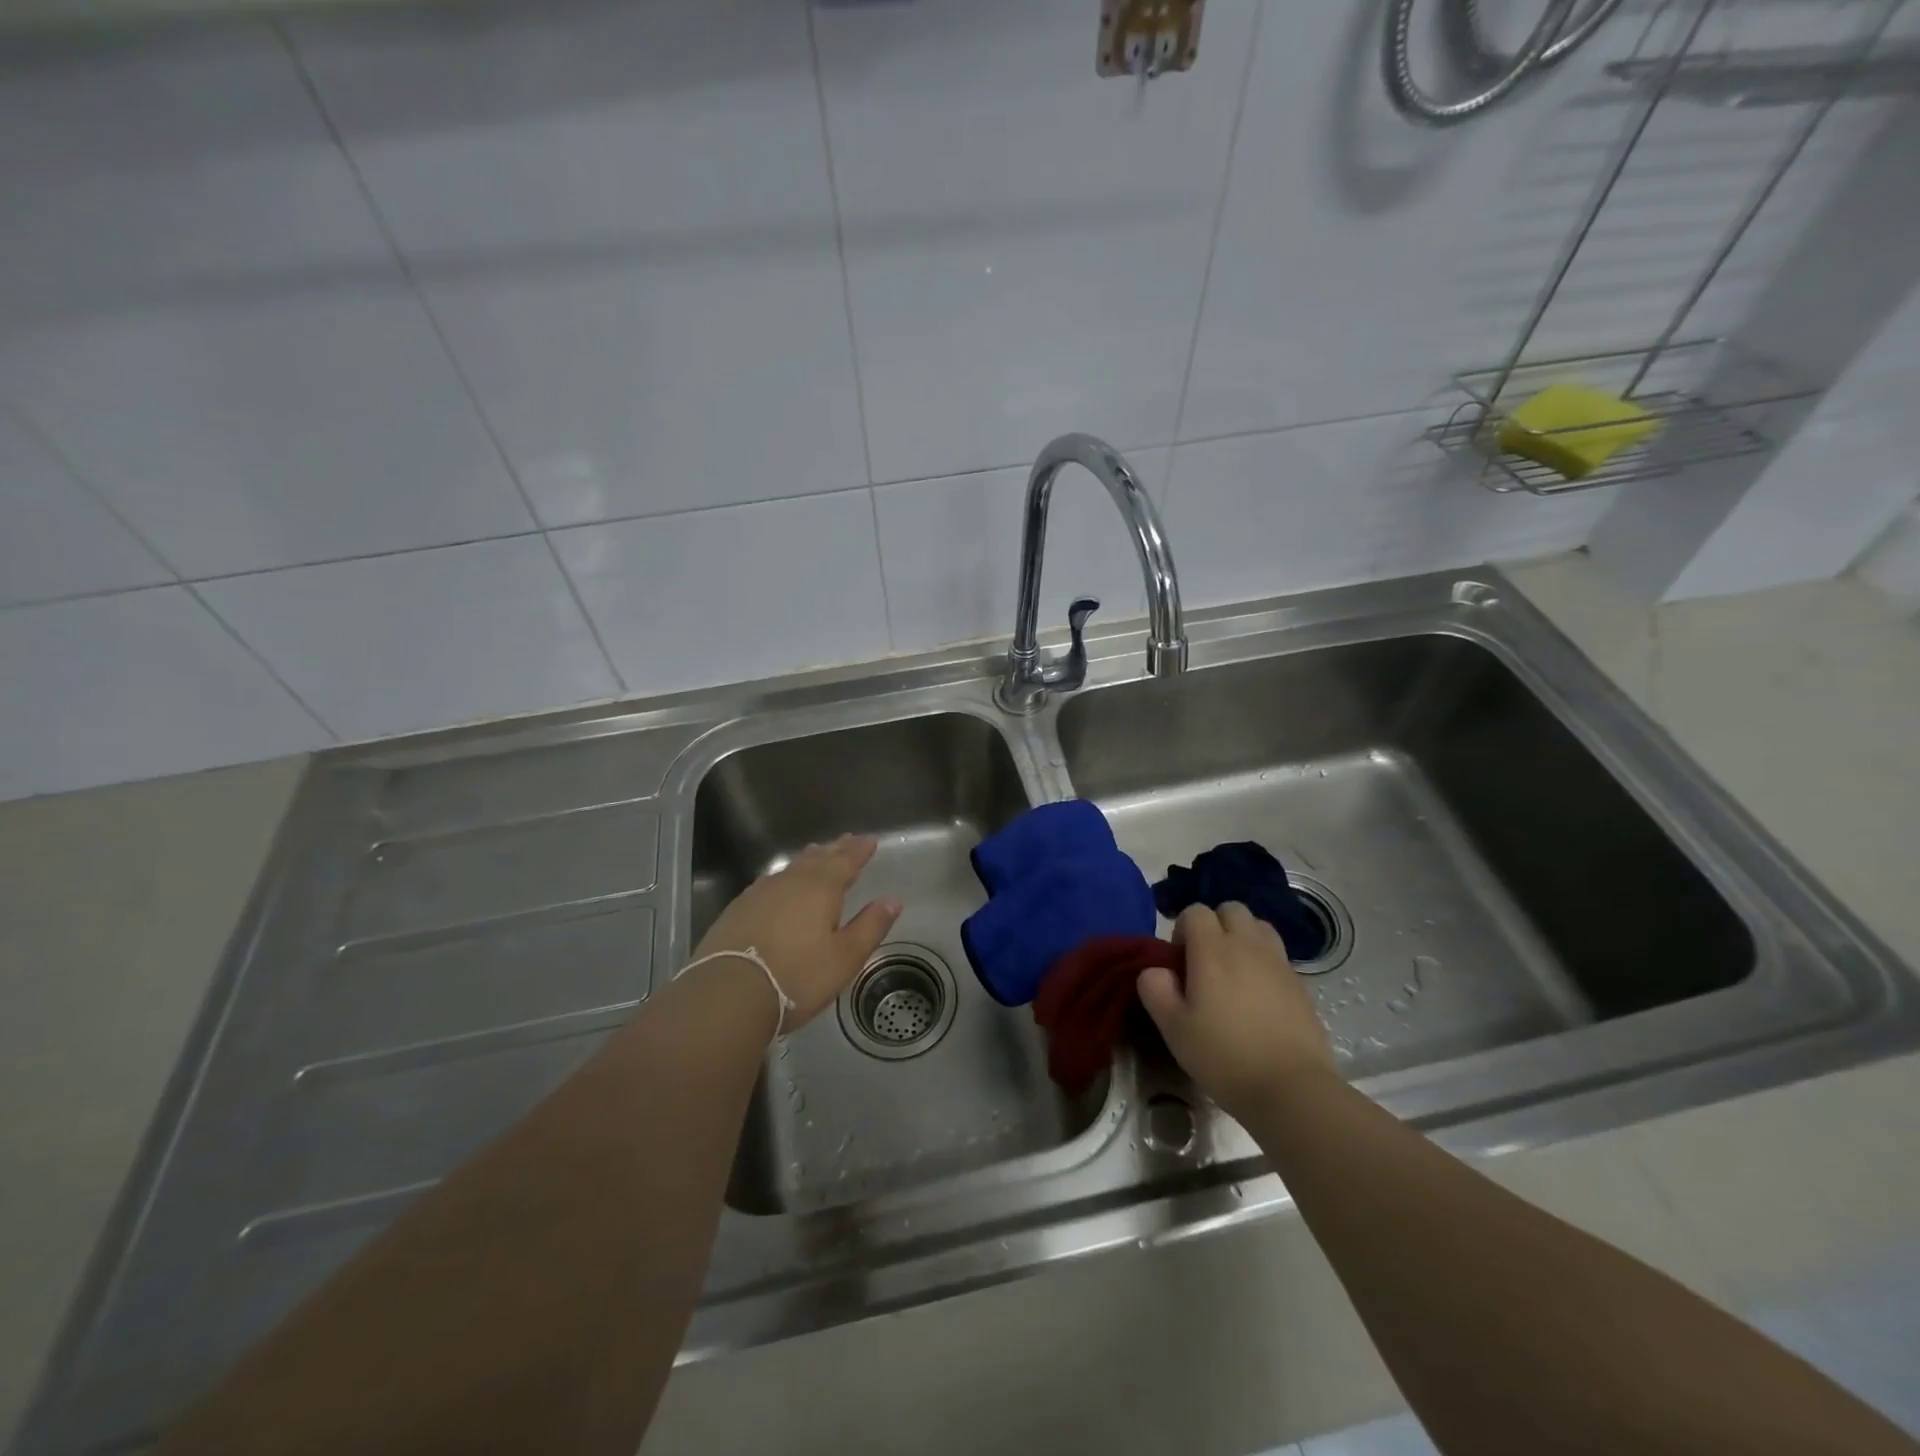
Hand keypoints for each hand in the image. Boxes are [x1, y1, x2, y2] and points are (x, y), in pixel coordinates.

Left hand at [693, 834, 901, 1028]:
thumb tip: (893, 900)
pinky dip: (784, 878)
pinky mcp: (738, 909)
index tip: (870, 840)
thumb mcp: (845, 957)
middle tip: (846, 840)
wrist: (728, 993)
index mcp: (822, 888)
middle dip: (835, 849)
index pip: (846, 860)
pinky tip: (780, 885)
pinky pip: (770, 883)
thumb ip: (870, 926)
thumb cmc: (797, 976)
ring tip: (816, 853)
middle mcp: (791, 881)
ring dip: (808, 860)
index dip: (860, 850)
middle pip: (818, 858)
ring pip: (791, 868)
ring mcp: (760, 893)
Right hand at [1137, 902, 1335, 1120]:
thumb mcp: (1173, 1028)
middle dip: (1215, 926)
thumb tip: (1156, 970)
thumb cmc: (1224, 1056)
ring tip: (1233, 973)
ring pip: (1258, 927)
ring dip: (1242, 938)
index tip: (1180, 963)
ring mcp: (1278, 962)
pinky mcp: (1300, 984)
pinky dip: (1263, 962)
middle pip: (1231, 910)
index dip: (1182, 930)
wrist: (1292, 1089)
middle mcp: (1247, 945)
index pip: (1195, 911)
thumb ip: (1155, 989)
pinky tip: (1258, 996)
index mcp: (1213, 950)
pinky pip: (1277, 955)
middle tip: (1206, 962)